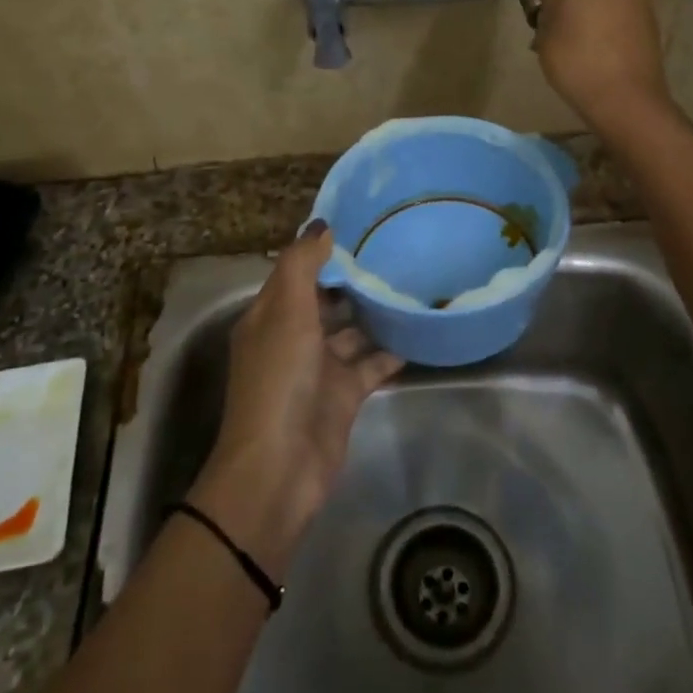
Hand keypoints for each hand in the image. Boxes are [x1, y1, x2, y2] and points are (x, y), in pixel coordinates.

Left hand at [189, 221, 402, 578]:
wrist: (281, 468)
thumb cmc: (279, 380)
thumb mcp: (286, 312)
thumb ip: (302, 266)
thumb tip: (321, 225)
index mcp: (270, 316)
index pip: (297, 272)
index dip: (323, 250)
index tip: (362, 225)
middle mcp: (294, 337)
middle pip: (326, 300)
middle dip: (355, 280)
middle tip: (397, 250)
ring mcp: (320, 368)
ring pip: (352, 331)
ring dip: (376, 313)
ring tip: (415, 283)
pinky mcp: (345, 395)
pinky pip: (372, 364)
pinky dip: (392, 349)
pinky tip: (421, 330)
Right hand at [522, 0, 674, 131]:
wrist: (625, 101)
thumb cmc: (577, 54)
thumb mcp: (549, 16)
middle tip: (542, 20)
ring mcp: (641, 0)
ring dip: (580, 7)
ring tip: (561, 40)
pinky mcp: (647, 26)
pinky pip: (616, 12)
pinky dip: (598, 22)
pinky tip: (585, 51)